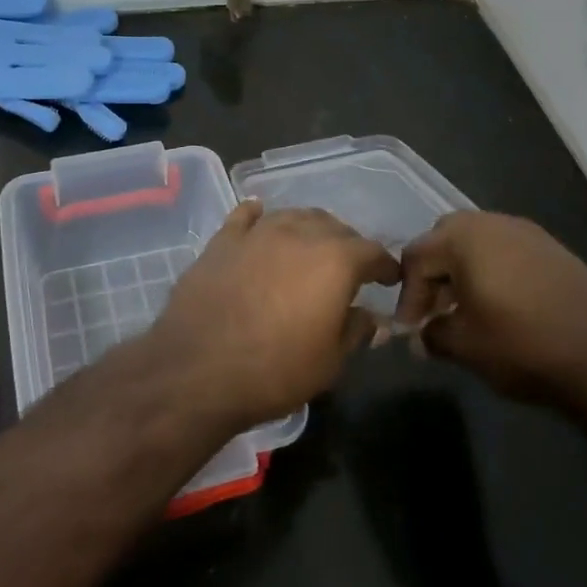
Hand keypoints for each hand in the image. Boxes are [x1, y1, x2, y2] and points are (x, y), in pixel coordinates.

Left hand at [140, 201, 398, 432]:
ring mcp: (257, 233)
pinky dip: (259, 215)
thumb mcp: (330, 362)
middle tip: (350, 267)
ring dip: (308, 228)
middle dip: (347, 244)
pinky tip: (260, 217)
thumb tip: (369, 316)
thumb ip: (355, 331)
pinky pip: (245, 216)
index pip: (371, 251)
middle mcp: (299, 234)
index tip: (389, 278)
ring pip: (292, 216)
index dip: (384, 265)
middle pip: (333, 226)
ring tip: (310, 246)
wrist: (198, 369)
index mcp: (335, 260)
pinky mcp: (222, 240)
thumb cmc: (275, 371)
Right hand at [392, 212, 586, 403]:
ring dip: (464, 273)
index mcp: (463, 238)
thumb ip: (433, 335)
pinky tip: (503, 309)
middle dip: (434, 274)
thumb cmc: (522, 344)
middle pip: (446, 239)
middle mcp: (493, 223)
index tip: (412, 329)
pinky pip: (509, 253)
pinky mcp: (555, 250)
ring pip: (479, 244)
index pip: (416, 256)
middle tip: (435, 312)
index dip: (408, 294)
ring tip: (468, 313)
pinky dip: (495, 273)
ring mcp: (529, 233)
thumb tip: (422, 336)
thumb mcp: (465, 346)